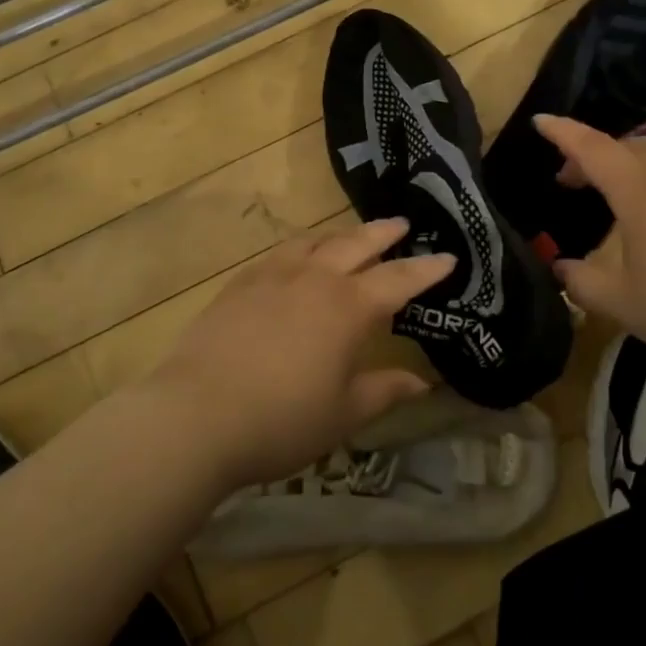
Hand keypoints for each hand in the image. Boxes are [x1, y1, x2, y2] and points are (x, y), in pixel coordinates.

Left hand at [150, 219, 453, 489]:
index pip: (398, 280)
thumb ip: (384, 390)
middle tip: (402, 224)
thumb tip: (421, 382)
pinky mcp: (241, 284)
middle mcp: (315, 280)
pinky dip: (301, 247)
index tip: (448, 257)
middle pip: (356, 244)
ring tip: (352, 235)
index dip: (426, 270)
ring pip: (316, 242)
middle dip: (384, 234)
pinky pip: (280, 253)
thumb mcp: (344, 413)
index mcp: (349, 309)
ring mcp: (274, 276)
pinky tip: (297, 257)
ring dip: (340, 235)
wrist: (197, 415)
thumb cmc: (282, 421)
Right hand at [534, 115, 645, 370]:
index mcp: (641, 195)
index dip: (563, 132)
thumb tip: (560, 267)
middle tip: (570, 180)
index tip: (540, 121)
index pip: (593, 149)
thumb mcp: (621, 305)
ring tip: (615, 186)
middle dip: (591, 153)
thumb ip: (581, 283)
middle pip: (626, 146)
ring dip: (628, 158)